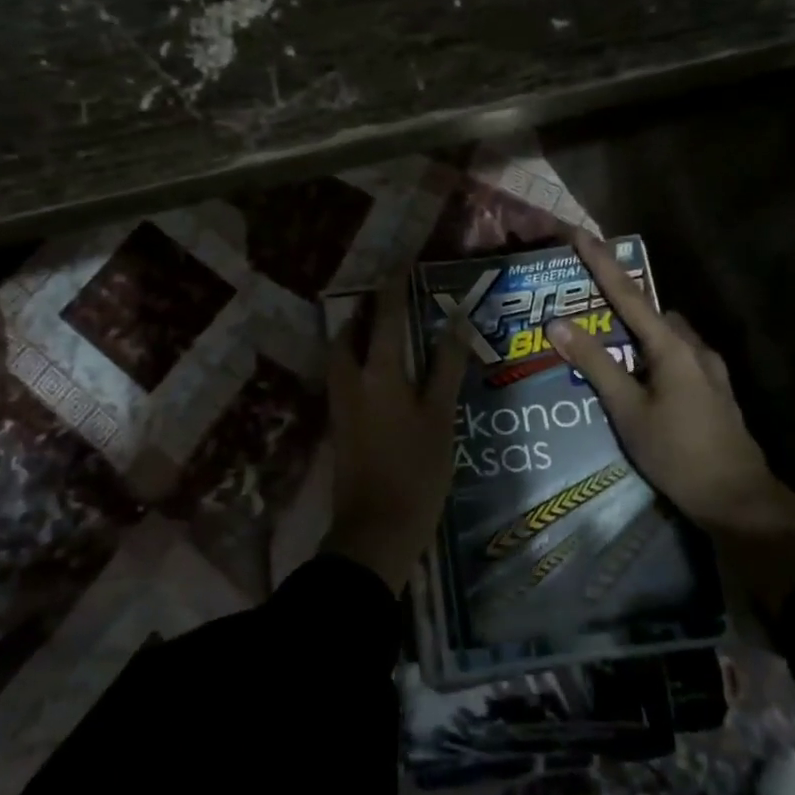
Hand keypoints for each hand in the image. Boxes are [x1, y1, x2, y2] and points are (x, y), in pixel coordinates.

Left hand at [321, 280, 468, 593]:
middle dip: (366, 312)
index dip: (394, 288)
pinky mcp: (338, 425)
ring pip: (341, 355)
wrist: (375, 530)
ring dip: (357, 336)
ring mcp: (339, 403)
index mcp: (378, 372)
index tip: (402, 264)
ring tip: (382, 331)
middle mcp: (351, 379)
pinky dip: (355, 360)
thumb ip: (446, 367)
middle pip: (350, 332)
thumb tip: (456, 321)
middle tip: (389, 301)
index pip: (385, 316)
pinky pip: (342, 376)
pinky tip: (377, 372)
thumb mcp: (440, 417)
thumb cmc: (417, 471)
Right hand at [544, 229, 794, 610]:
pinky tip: (637, 375)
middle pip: (649, 310)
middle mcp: (693, 347)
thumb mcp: (628, 410)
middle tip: (582, 301)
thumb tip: (557, 323)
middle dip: (617, 298)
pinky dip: (650, 352)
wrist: (739, 500)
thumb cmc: (678, 454)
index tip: (578, 233)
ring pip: (665, 334)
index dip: (601, 262)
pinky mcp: (713, 389)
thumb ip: (595, 364)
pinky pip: (675, 355)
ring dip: (636, 328)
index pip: (629, 294)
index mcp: (672, 346)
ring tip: (604, 340)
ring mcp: (708, 368)